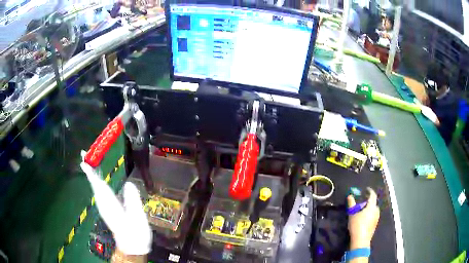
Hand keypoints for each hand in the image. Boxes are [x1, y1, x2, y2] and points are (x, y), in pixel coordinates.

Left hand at [81, 153, 151, 255]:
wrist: (132, 246)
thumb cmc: (136, 233)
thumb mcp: (138, 217)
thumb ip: (133, 201)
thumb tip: (129, 183)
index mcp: (110, 205)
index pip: (99, 185)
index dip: (91, 174)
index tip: (83, 162)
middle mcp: (104, 205)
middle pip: (95, 185)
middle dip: (89, 172)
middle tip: (84, 158)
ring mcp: (104, 208)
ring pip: (96, 190)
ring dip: (92, 177)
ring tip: (89, 166)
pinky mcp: (107, 211)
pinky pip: (99, 194)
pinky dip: (96, 185)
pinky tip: (98, 183)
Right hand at [347, 187, 379, 249]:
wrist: (361, 240)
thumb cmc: (357, 225)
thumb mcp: (352, 214)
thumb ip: (351, 204)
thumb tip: (350, 196)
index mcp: (371, 206)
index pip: (372, 195)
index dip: (369, 191)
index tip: (366, 189)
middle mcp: (376, 210)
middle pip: (373, 203)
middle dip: (368, 202)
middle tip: (361, 203)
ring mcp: (376, 217)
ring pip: (373, 210)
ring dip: (369, 208)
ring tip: (362, 211)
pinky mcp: (375, 224)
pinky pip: (373, 215)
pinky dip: (369, 214)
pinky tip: (364, 219)